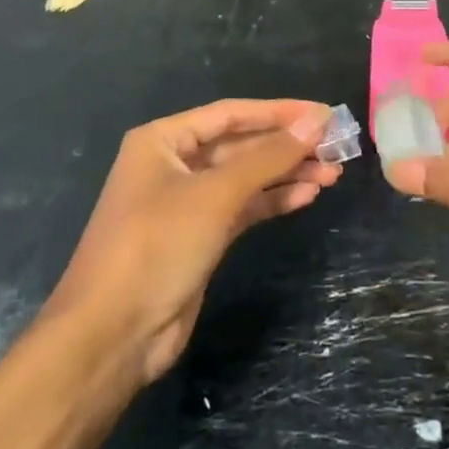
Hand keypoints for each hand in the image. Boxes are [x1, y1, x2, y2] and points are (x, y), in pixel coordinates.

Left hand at [48, 99, 339, 386]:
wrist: (111, 336)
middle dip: (287, 146)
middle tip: (336, 147)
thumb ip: (269, 156)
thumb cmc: (157, 246)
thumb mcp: (216, 194)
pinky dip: (273, 199)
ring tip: (332, 173)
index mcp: (165, 140)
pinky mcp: (200, 236)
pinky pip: (243, 207)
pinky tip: (307, 195)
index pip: (232, 113)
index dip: (280, 112)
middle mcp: (175, 163)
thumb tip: (317, 121)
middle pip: (242, 144)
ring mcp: (187, 202)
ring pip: (246, 177)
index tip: (324, 114)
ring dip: (286, 173)